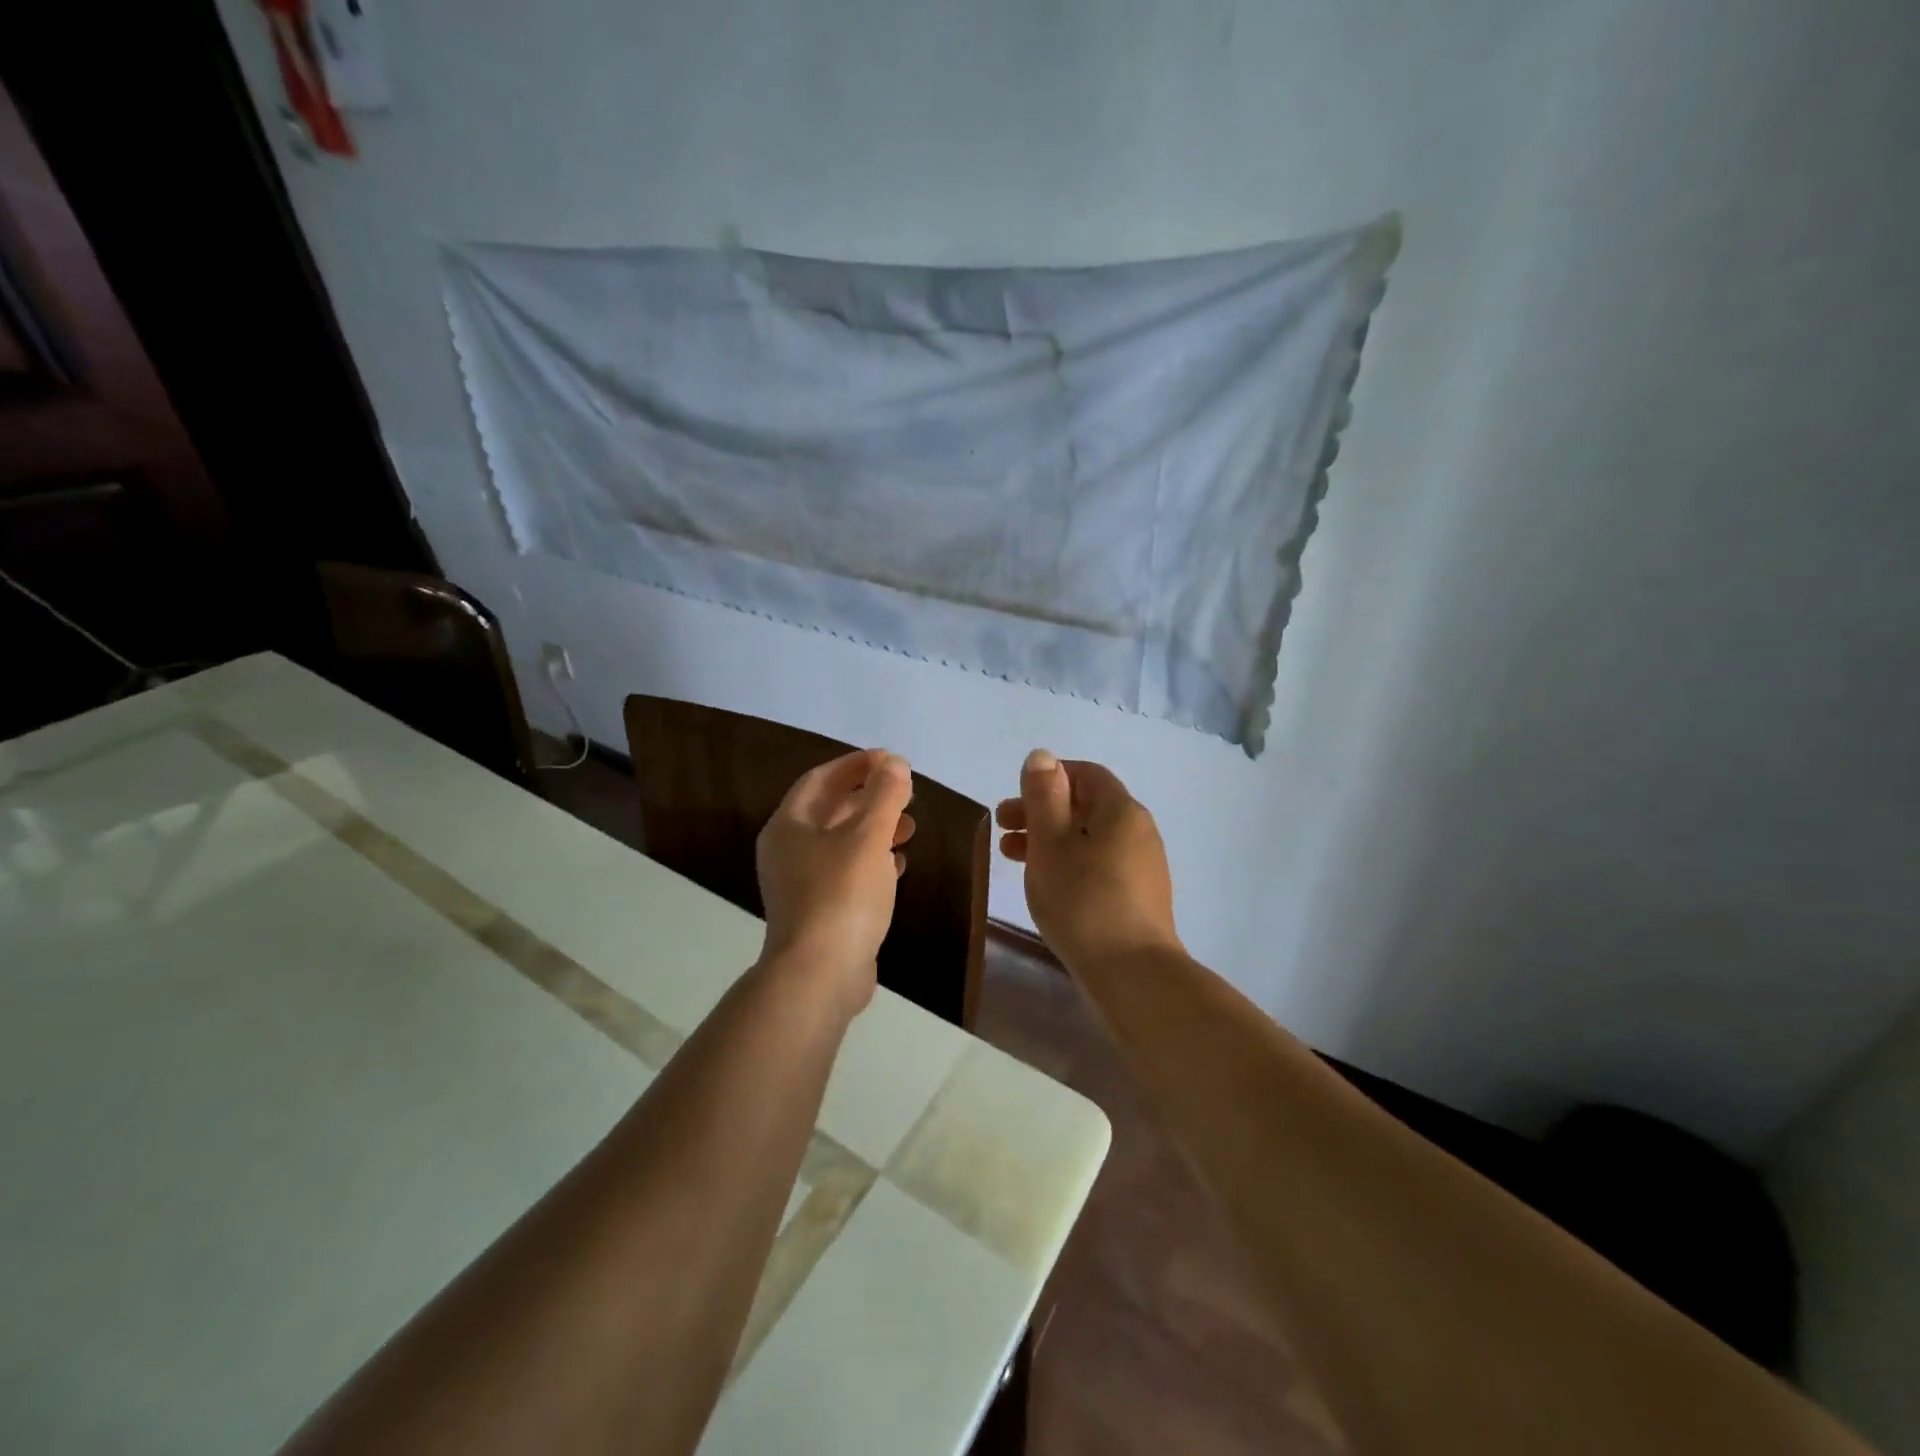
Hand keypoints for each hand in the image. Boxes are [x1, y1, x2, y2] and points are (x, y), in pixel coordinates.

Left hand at [756, 748, 915, 1012]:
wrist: (820, 974)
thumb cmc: (842, 894)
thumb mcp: (868, 837)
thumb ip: (884, 795)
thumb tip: (895, 764)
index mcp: (789, 825)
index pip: (820, 779)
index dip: (856, 765)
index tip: (892, 760)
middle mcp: (788, 850)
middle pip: (830, 810)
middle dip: (869, 796)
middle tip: (906, 792)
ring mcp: (801, 883)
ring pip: (841, 842)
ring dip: (874, 828)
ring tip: (910, 825)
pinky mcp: (820, 910)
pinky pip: (847, 872)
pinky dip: (872, 860)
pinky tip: (898, 862)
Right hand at [996, 749, 1179, 973]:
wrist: (1132, 974)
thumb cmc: (1083, 900)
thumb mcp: (1052, 842)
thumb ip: (1044, 796)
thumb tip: (1042, 756)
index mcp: (1121, 811)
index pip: (1086, 774)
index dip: (1049, 778)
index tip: (1015, 797)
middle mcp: (1139, 831)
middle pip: (1087, 807)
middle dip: (1042, 811)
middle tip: (1001, 828)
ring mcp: (1143, 867)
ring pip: (1090, 838)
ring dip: (1050, 839)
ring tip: (1012, 857)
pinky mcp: (1139, 898)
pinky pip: (1100, 864)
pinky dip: (1069, 862)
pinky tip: (1047, 885)